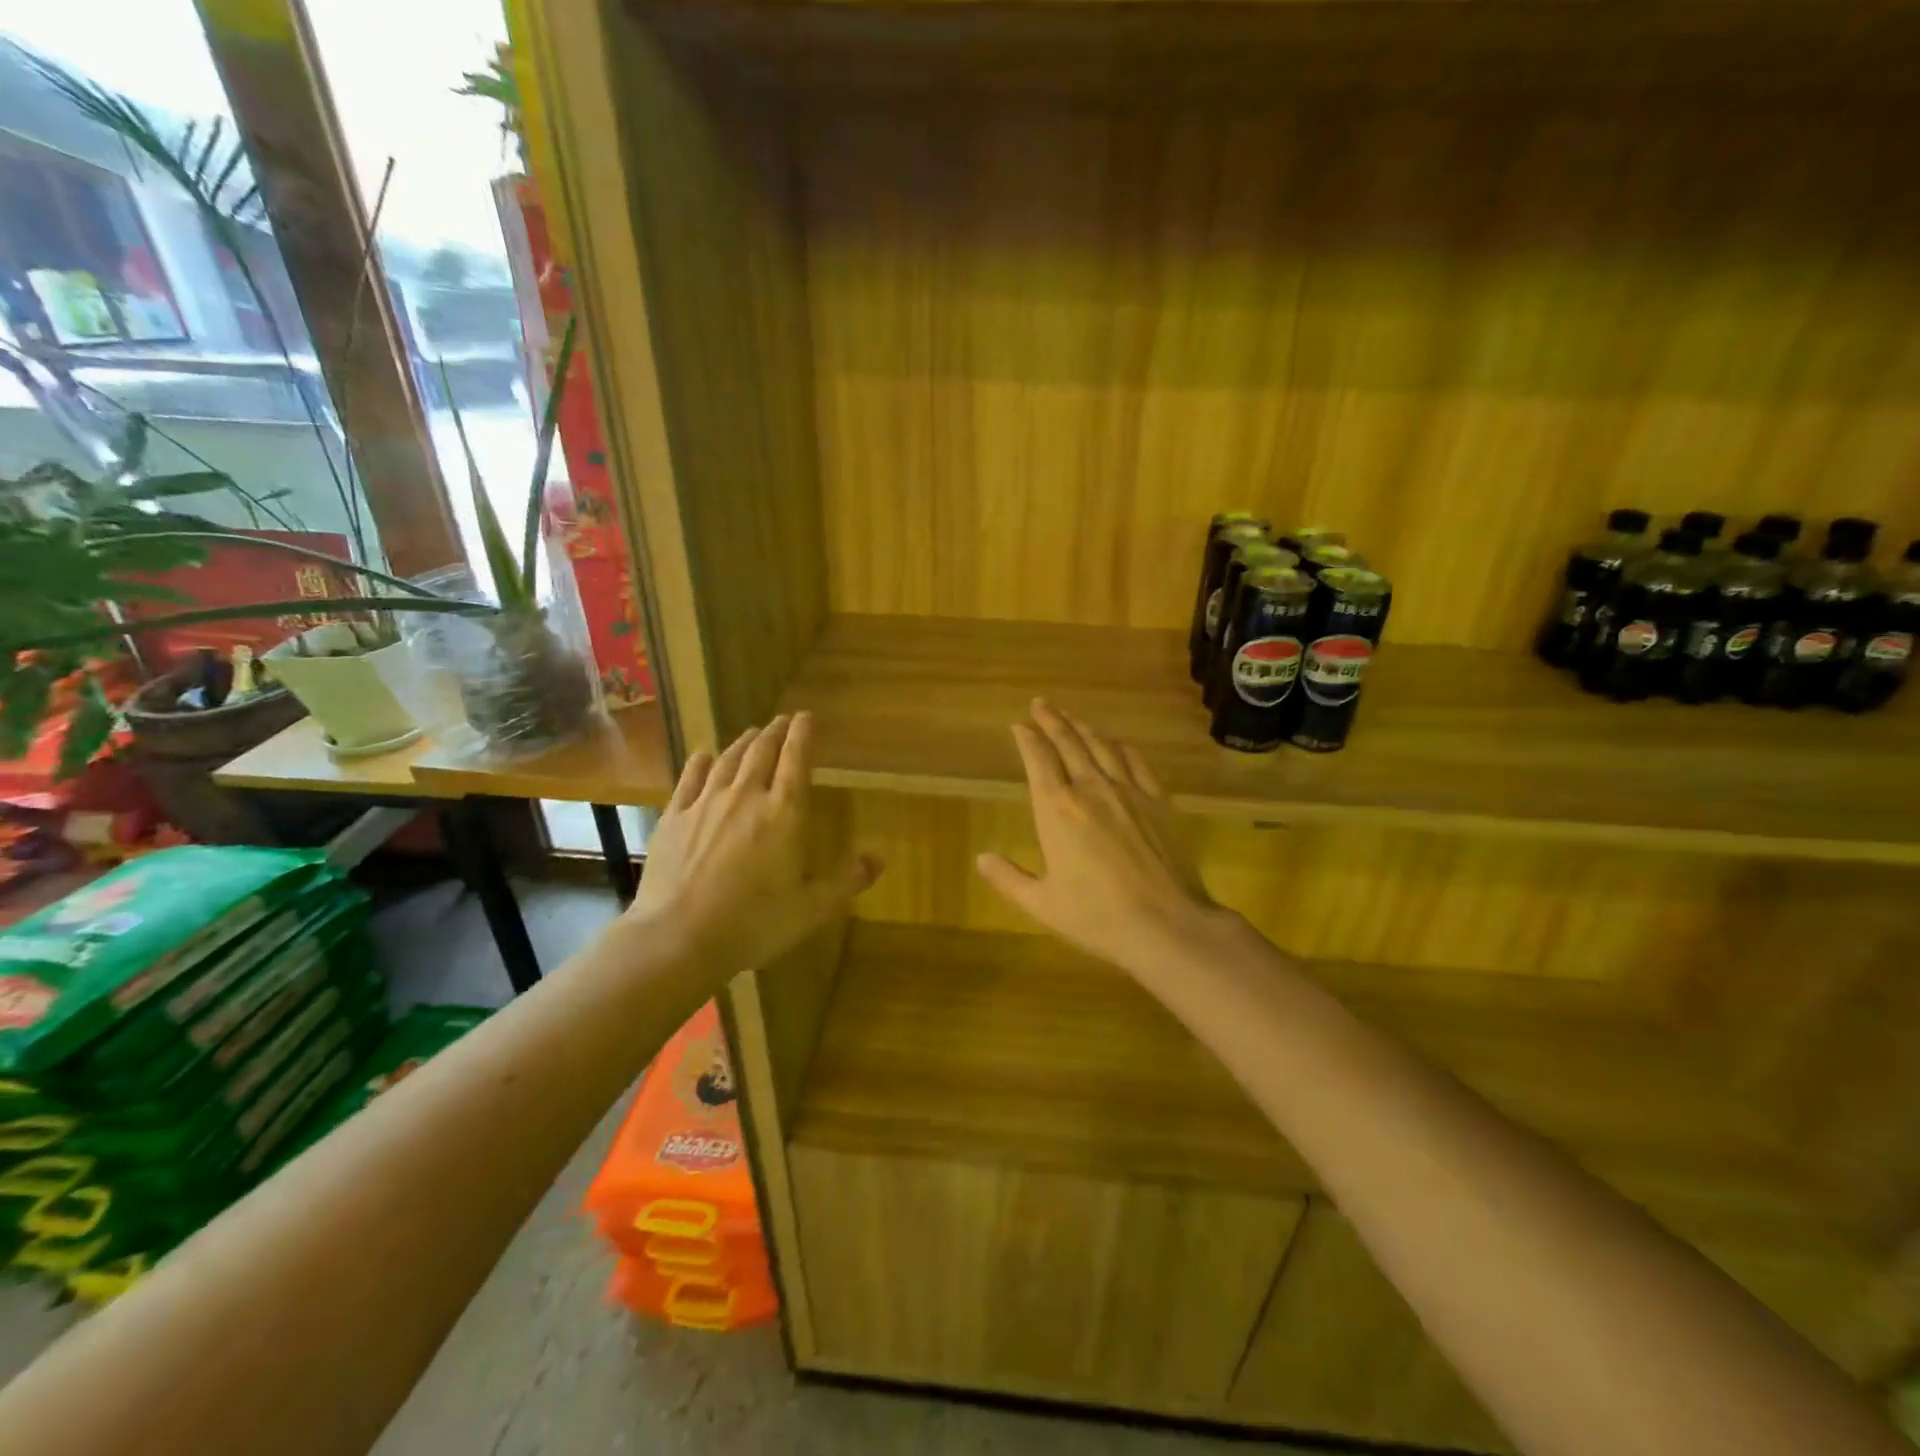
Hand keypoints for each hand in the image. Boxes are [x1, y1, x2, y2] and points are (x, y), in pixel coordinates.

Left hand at [632, 712, 880, 974]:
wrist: (678, 938)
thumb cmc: (754, 923)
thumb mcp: (811, 908)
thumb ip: (846, 881)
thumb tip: (879, 860)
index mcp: (784, 813)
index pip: (796, 760)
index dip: (803, 734)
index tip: (807, 716)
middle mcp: (745, 796)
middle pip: (761, 752)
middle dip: (774, 732)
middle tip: (782, 721)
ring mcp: (705, 804)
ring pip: (727, 760)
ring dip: (743, 743)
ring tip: (752, 734)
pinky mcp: (674, 818)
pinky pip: (689, 779)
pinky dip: (700, 762)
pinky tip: (703, 755)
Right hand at [976, 700, 1225, 975]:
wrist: (1167, 925)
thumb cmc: (1097, 917)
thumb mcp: (1041, 904)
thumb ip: (1008, 879)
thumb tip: (981, 858)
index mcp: (1057, 810)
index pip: (1038, 760)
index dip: (1027, 739)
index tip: (1018, 725)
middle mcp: (1091, 789)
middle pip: (1068, 743)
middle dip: (1052, 720)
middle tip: (1040, 703)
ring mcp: (1128, 791)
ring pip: (1101, 746)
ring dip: (1083, 727)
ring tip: (1071, 716)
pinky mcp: (1158, 802)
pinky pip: (1136, 762)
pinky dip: (1121, 747)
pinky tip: (1117, 743)